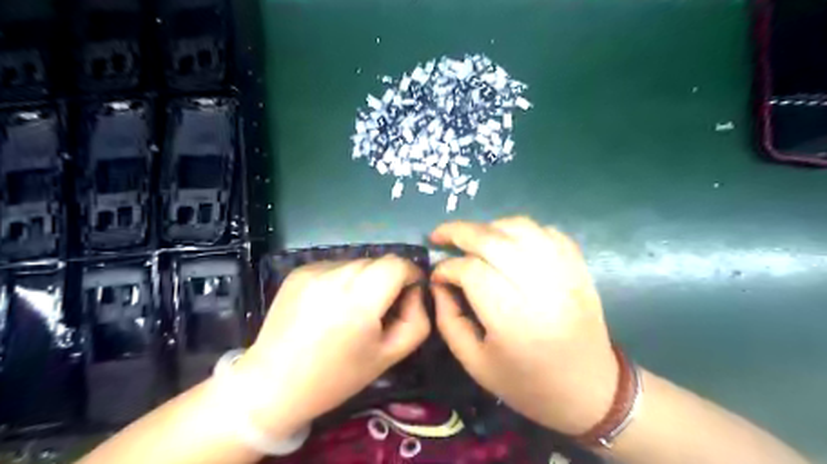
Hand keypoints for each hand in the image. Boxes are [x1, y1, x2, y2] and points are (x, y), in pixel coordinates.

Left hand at [230, 255, 426, 439]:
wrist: (272, 384)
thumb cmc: (336, 377)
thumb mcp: (389, 356)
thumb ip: (417, 320)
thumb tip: (415, 292)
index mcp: (359, 300)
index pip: (398, 264)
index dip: (411, 275)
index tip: (409, 295)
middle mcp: (335, 276)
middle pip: (378, 261)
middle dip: (389, 280)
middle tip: (380, 309)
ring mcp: (313, 270)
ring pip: (357, 263)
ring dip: (365, 279)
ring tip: (351, 309)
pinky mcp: (298, 271)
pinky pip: (335, 266)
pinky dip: (342, 280)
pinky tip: (330, 306)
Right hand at [429, 218, 615, 434]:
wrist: (589, 390)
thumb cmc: (526, 383)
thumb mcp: (474, 363)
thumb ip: (448, 320)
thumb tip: (438, 283)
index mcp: (512, 319)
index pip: (471, 271)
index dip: (447, 268)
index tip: (436, 276)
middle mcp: (540, 288)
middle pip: (492, 240)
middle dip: (458, 232)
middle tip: (439, 235)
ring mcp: (564, 272)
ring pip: (520, 227)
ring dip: (489, 226)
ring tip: (472, 238)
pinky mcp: (578, 267)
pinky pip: (546, 232)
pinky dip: (521, 229)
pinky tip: (507, 242)